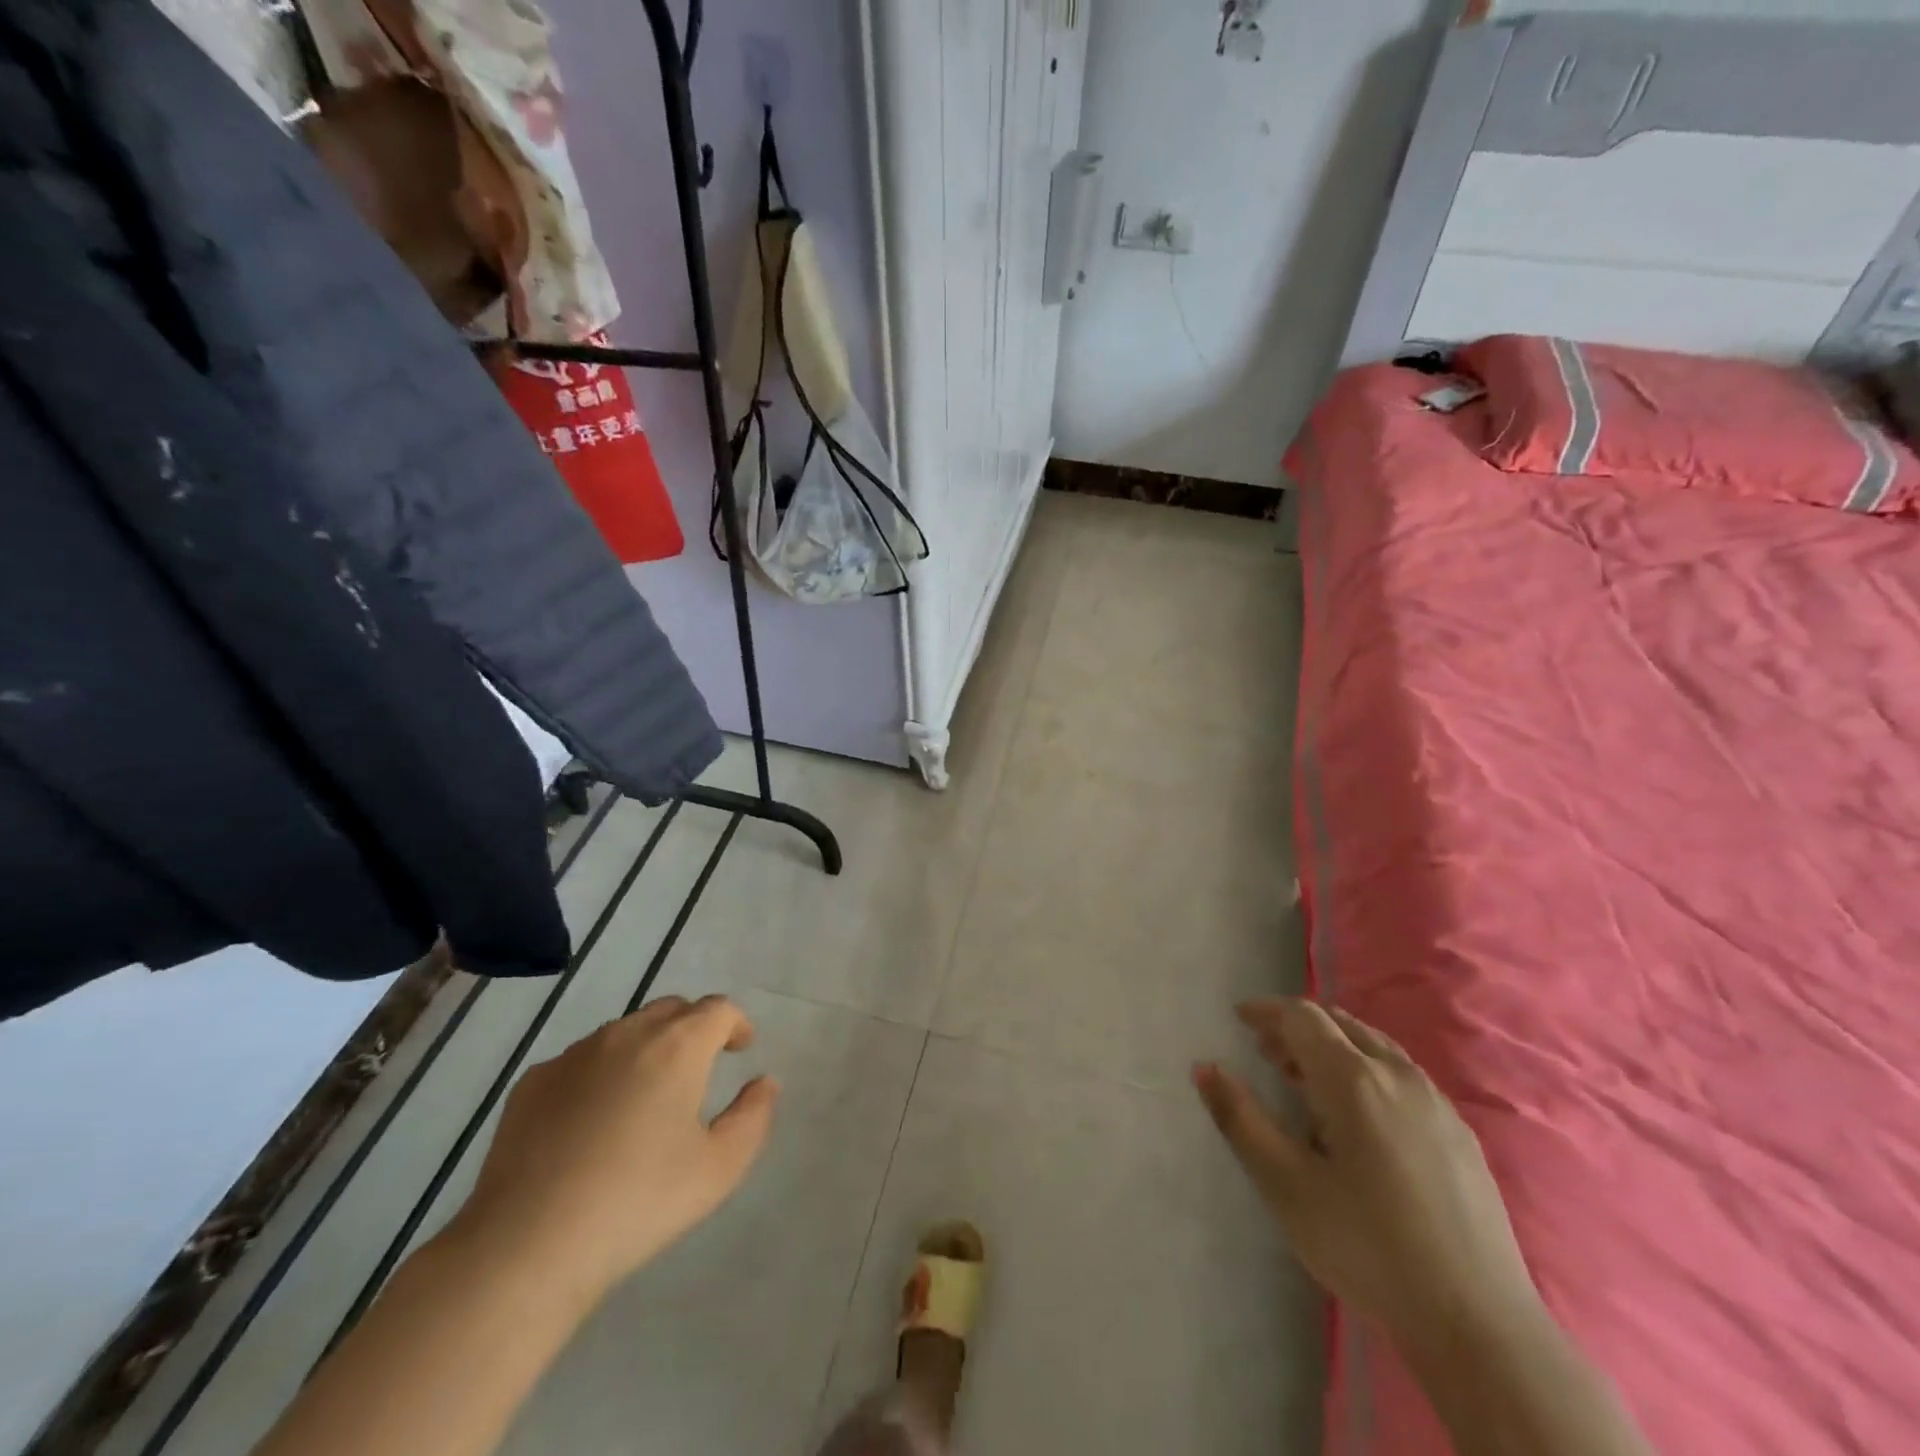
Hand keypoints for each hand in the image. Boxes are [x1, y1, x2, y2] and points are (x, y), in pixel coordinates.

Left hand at [452, 995, 778, 1303]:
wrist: (526, 1246)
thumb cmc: (638, 1203)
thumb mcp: (718, 1169)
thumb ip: (753, 1117)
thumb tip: (765, 1082)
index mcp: (678, 1046)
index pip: (718, 1009)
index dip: (736, 1024)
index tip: (741, 1050)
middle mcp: (627, 1034)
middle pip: (672, 1010)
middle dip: (694, 1029)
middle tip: (700, 1069)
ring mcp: (575, 1055)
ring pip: (625, 1031)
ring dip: (647, 1048)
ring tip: (647, 1096)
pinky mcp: (534, 1082)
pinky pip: (582, 1060)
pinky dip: (601, 1073)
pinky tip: (594, 1120)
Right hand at [1195, 999, 1540, 1356]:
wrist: (1477, 1324)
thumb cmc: (1366, 1246)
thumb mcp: (1285, 1185)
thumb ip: (1240, 1119)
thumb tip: (1204, 1067)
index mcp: (1354, 1079)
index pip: (1303, 1018)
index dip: (1267, 1012)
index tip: (1239, 1018)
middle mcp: (1397, 1075)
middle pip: (1340, 1024)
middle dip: (1297, 1027)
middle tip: (1266, 1051)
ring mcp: (1436, 1103)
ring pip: (1374, 1046)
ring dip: (1333, 1047)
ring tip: (1304, 1078)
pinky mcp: (1459, 1133)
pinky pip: (1401, 1075)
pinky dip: (1366, 1069)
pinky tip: (1358, 1116)